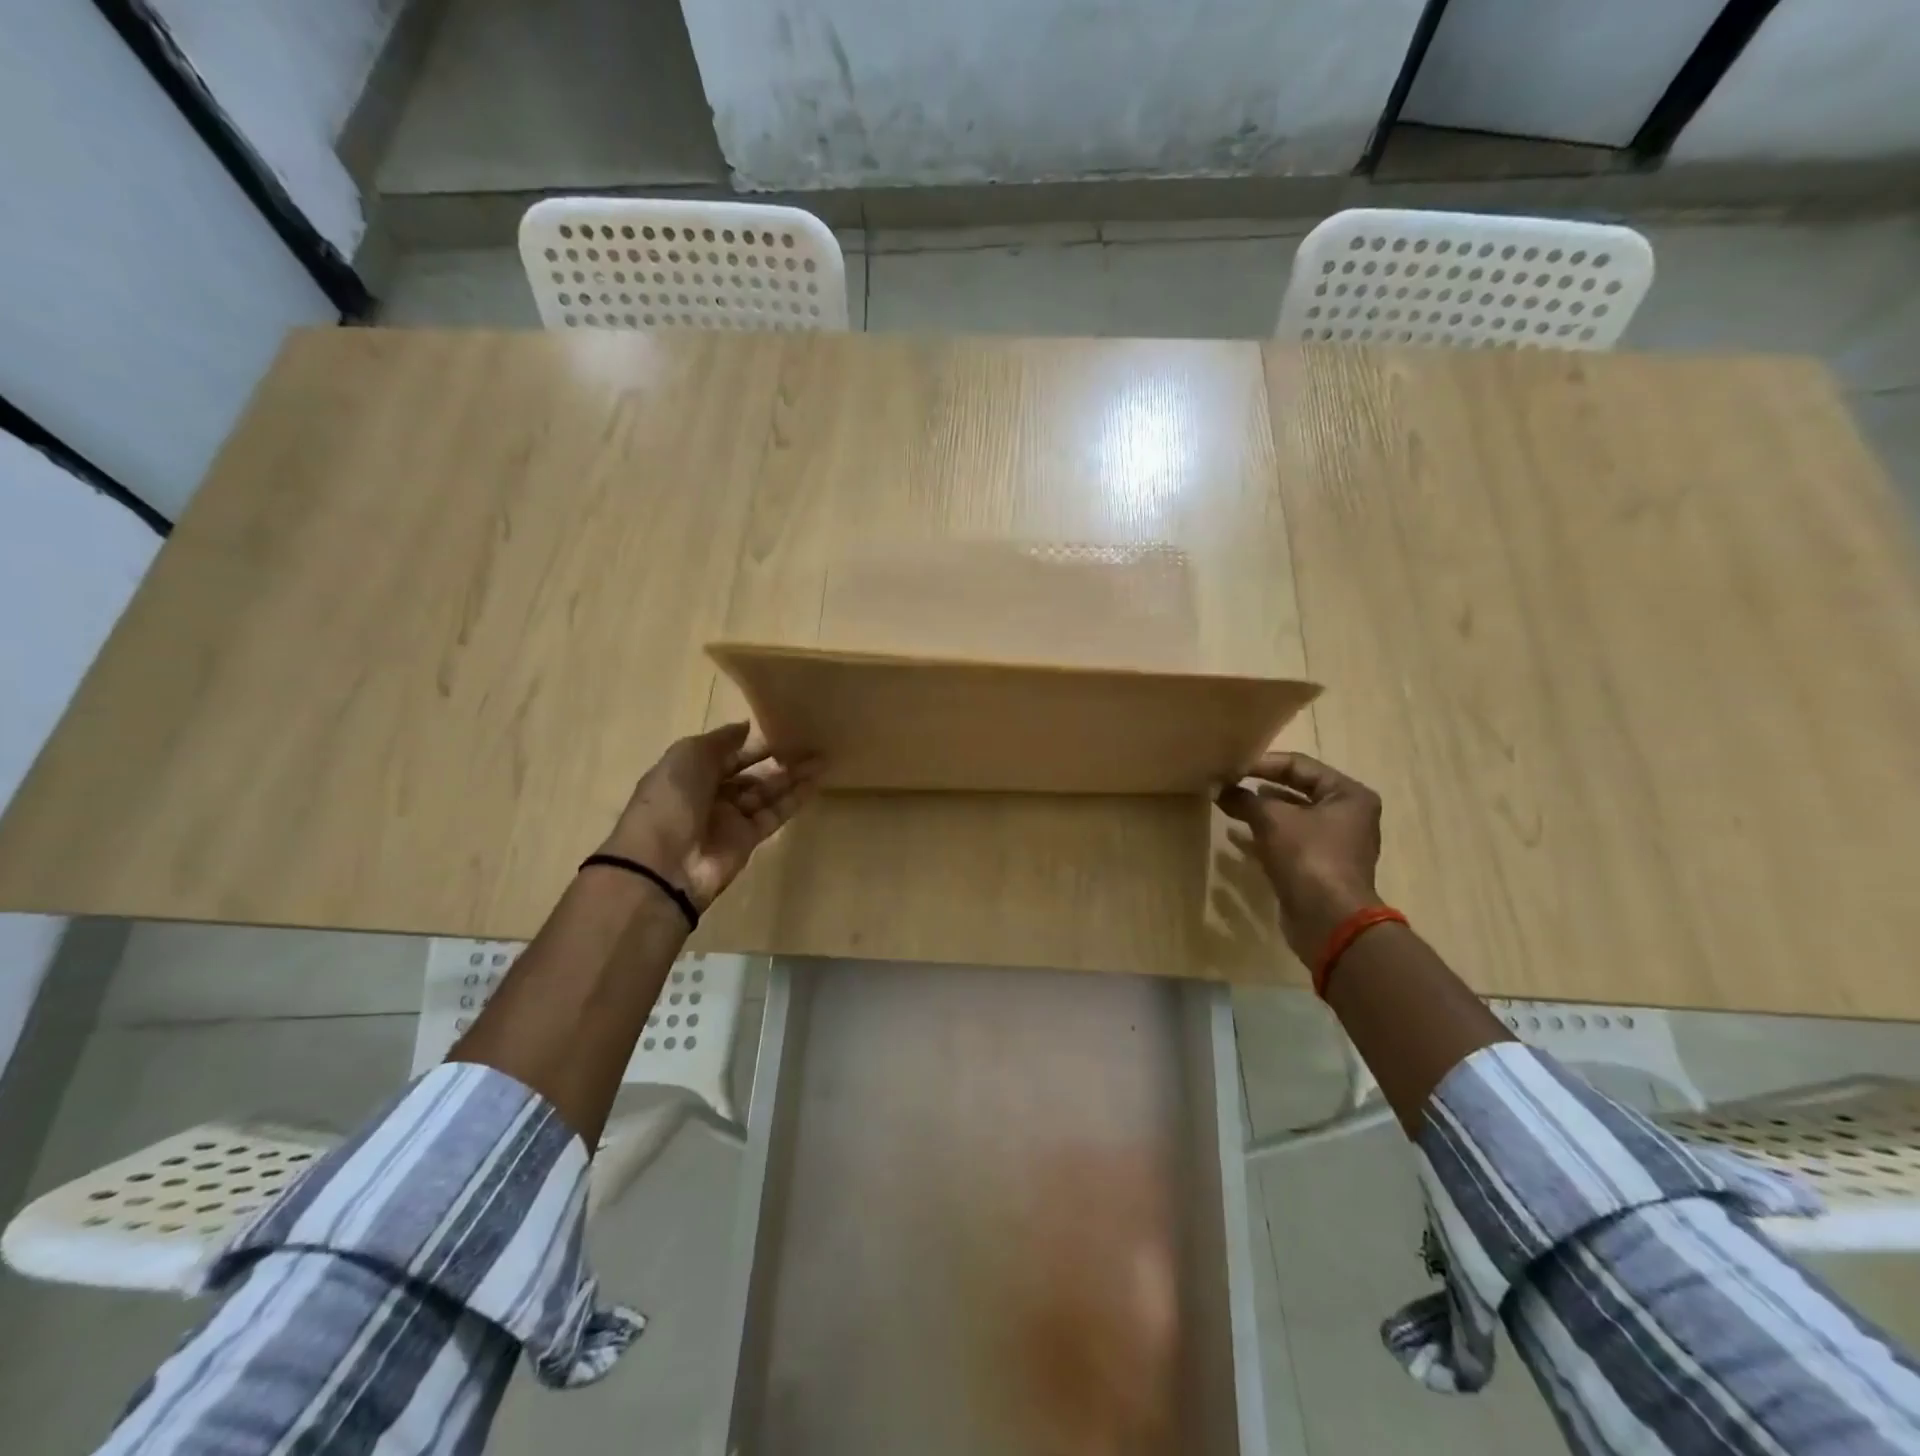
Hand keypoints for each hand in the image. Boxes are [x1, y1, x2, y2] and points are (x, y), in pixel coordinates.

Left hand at [598, 723, 816, 910]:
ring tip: (822, 759)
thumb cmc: (671, 799)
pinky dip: (794, 799)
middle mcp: (710, 792)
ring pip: (766, 791)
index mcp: (690, 770)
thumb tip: (749, 727)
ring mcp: (730, 817)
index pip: (728, 752)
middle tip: (810, 742)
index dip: (754, 741)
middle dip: (777, 757)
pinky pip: (775, 814)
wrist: (663, 864)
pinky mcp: (748, 839)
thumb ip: (722, 740)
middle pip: (750, 771)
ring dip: (792, 775)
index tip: (784, 726)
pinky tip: (816, 783)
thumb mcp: (690, 755)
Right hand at [1217, 752, 1383, 962]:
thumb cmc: (1308, 857)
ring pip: (1291, 817)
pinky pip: (1289, 841)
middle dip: (1260, 788)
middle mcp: (1348, 815)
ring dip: (1260, 811)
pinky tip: (1238, 836)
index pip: (1300, 765)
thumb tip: (1219, 789)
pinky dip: (1265, 836)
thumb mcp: (1272, 819)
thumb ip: (1245, 799)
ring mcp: (1335, 843)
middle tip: (1227, 784)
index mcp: (1348, 794)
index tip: (1231, 768)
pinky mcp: (1319, 866)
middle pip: (1297, 790)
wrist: (1328, 919)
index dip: (1262, 764)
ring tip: (1229, 806)